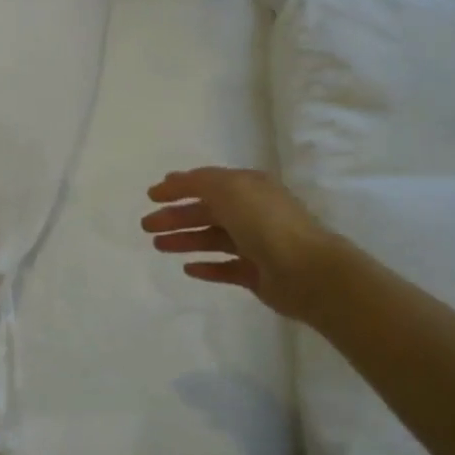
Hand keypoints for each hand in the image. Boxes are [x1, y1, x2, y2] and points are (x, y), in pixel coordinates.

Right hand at [142, 167, 330, 321]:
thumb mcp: (229, 189)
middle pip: (206, 212)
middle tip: (146, 226)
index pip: (207, 183)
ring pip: (212, 239)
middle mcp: (252, 212)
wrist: (307, 271)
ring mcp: (255, 244)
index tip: (151, 196)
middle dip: (175, 216)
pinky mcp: (256, 274)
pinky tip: (187, 269)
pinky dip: (206, 267)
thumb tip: (174, 179)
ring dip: (184, 240)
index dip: (178, 187)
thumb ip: (198, 182)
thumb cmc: (266, 223)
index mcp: (248, 187)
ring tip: (158, 246)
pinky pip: (225, 268)